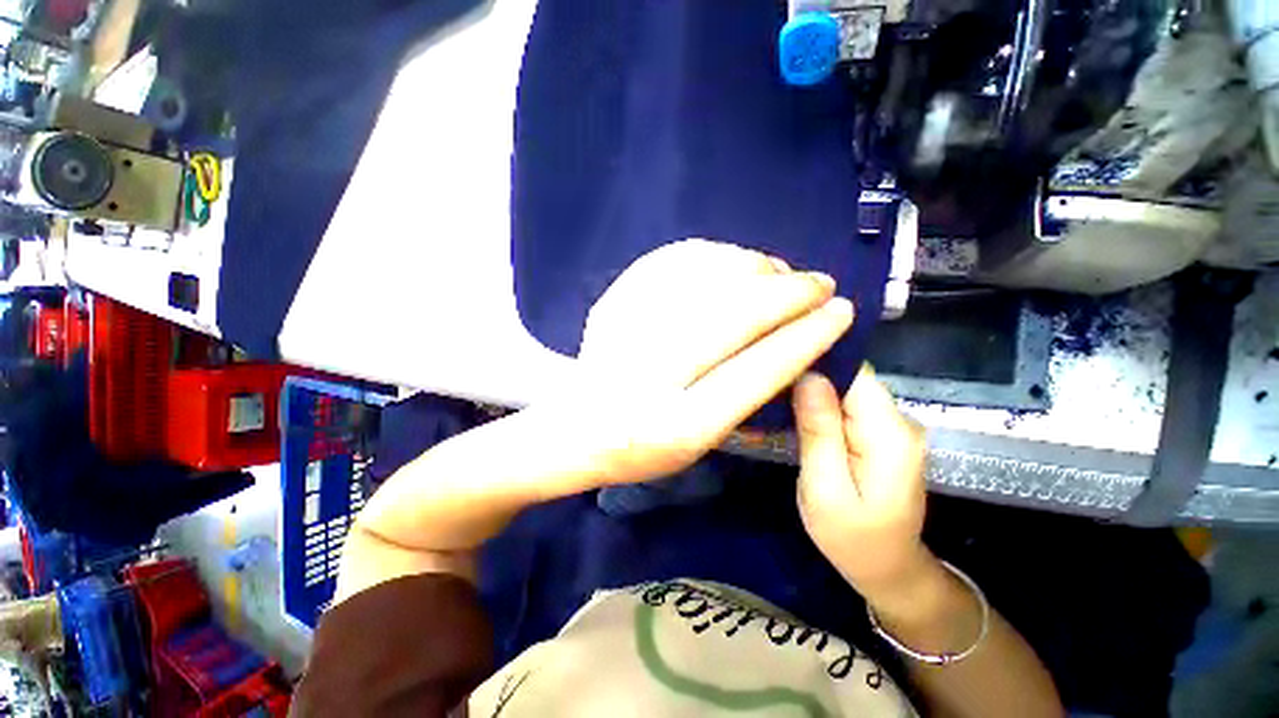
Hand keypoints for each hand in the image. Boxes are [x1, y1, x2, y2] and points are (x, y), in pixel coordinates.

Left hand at [572, 239, 853, 485]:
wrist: (577, 426)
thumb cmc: (645, 446)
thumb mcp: (701, 443)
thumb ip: (746, 394)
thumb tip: (793, 336)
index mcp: (679, 427)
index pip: (757, 372)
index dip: (806, 337)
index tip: (841, 312)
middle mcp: (650, 377)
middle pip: (733, 316)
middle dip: (788, 294)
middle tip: (819, 283)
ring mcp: (625, 332)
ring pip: (705, 280)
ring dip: (755, 267)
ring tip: (779, 271)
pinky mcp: (611, 303)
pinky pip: (671, 261)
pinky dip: (713, 254)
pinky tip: (735, 261)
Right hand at [791, 367, 935, 603]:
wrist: (888, 570)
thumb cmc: (852, 538)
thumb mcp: (825, 489)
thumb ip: (819, 431)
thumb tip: (809, 376)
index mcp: (889, 434)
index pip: (854, 373)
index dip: (815, 362)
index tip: (776, 365)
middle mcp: (898, 421)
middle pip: (849, 378)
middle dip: (808, 377)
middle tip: (766, 387)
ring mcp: (891, 427)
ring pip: (845, 390)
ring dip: (810, 392)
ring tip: (773, 399)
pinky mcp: (880, 434)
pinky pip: (846, 406)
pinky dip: (819, 406)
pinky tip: (794, 414)